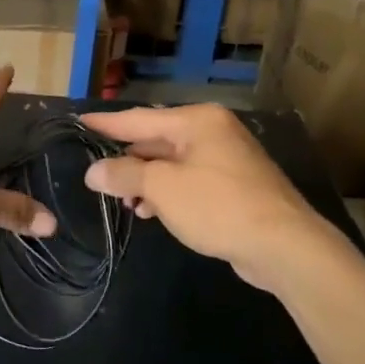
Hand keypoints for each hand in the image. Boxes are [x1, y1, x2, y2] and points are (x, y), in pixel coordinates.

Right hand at [80, 105, 350, 291]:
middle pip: (156, 140)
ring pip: (172, 164)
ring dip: (145, 182)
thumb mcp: (162, 189)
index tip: (80, 121)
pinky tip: (150, 212)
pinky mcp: (235, 186)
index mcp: (196, 121)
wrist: (284, 245)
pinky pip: (189, 181)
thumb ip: (124, 175)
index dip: (106, 123)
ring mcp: (227, 159)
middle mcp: (213, 132)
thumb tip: (93, 171)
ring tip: (122, 203)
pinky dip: (167, 194)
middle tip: (96, 173)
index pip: (139, 118)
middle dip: (127, 160)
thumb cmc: (218, 206)